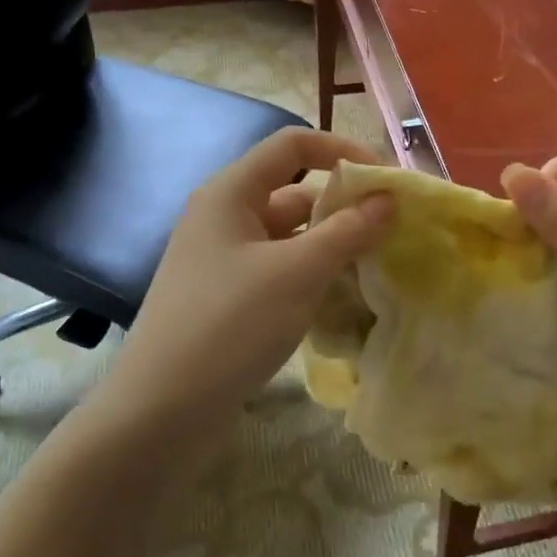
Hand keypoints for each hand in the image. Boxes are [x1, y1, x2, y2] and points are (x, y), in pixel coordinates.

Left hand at [95, 127, 394, 437]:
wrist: (162, 411)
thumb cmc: (230, 325)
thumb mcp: (297, 273)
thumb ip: (348, 231)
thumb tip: (389, 199)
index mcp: (231, 193)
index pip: (293, 145)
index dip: (342, 150)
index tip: (386, 180)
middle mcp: (225, 218)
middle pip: (295, 192)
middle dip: (344, 206)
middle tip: (394, 230)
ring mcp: (224, 262)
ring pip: (291, 238)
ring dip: (333, 246)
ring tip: (379, 266)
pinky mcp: (229, 300)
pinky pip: (281, 272)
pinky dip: (313, 278)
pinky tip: (344, 300)